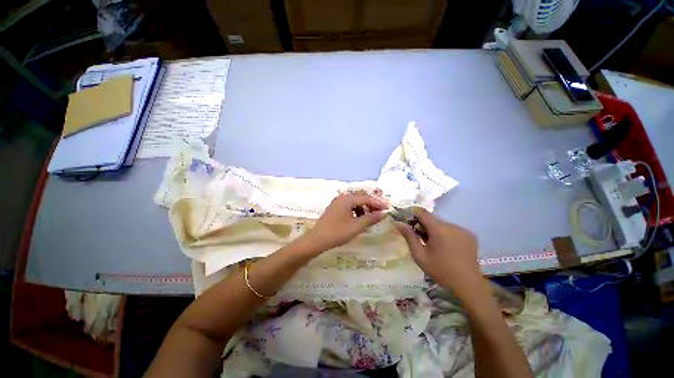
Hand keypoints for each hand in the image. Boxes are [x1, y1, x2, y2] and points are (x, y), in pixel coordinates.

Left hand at [300, 193, 387, 253]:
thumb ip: (371, 218)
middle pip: (361, 197)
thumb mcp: (357, 226)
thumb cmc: (337, 232)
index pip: (366, 198)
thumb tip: (383, 213)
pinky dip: (356, 211)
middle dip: (371, 204)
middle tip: (380, 213)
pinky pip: (349, 206)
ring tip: (369, 218)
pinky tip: (358, 219)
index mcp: (347, 199)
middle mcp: (342, 197)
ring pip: (355, 202)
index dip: (378, 203)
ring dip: (364, 208)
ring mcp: (337, 202)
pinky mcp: (335, 208)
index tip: (388, 209)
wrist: (317, 240)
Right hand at [395, 208, 481, 297]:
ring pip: (442, 224)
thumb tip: (399, 223)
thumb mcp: (419, 255)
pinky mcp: (470, 235)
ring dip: (434, 229)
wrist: (468, 285)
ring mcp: (463, 230)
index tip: (406, 220)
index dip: (412, 213)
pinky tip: (446, 247)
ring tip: (433, 244)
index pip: (422, 212)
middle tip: (418, 236)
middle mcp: (452, 225)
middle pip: (432, 218)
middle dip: (423, 224)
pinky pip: (452, 229)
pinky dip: (445, 233)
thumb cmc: (440, 270)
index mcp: (439, 229)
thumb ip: (409, 237)